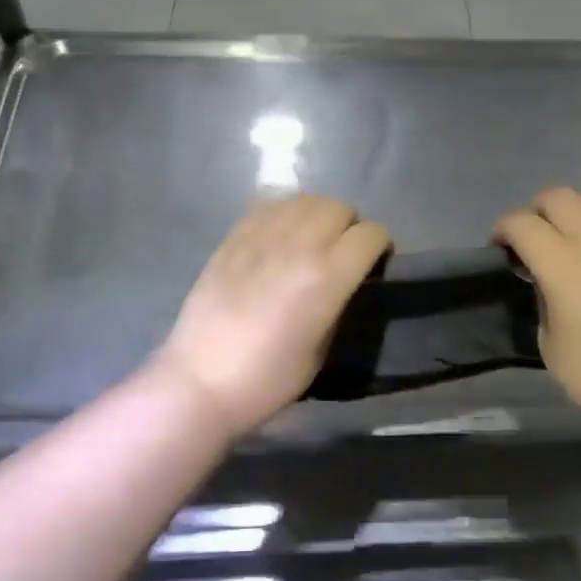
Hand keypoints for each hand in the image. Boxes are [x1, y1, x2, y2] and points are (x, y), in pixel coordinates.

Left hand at [151, 195, 390, 438]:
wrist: (201, 380)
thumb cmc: (268, 379)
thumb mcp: (321, 349)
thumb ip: (338, 304)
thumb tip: (344, 282)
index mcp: (326, 277)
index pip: (370, 235)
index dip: (379, 247)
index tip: (374, 265)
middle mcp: (298, 246)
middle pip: (339, 208)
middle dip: (350, 227)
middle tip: (342, 253)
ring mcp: (261, 236)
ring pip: (305, 200)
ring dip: (318, 216)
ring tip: (311, 240)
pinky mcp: (233, 236)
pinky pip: (269, 204)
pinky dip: (284, 214)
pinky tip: (279, 237)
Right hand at [495, 187, 580, 432]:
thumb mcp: (548, 340)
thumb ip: (541, 296)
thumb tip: (544, 278)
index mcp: (563, 264)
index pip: (522, 223)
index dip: (503, 230)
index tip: (499, 249)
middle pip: (557, 196)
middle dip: (534, 211)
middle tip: (529, 241)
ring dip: (570, 211)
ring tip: (565, 239)